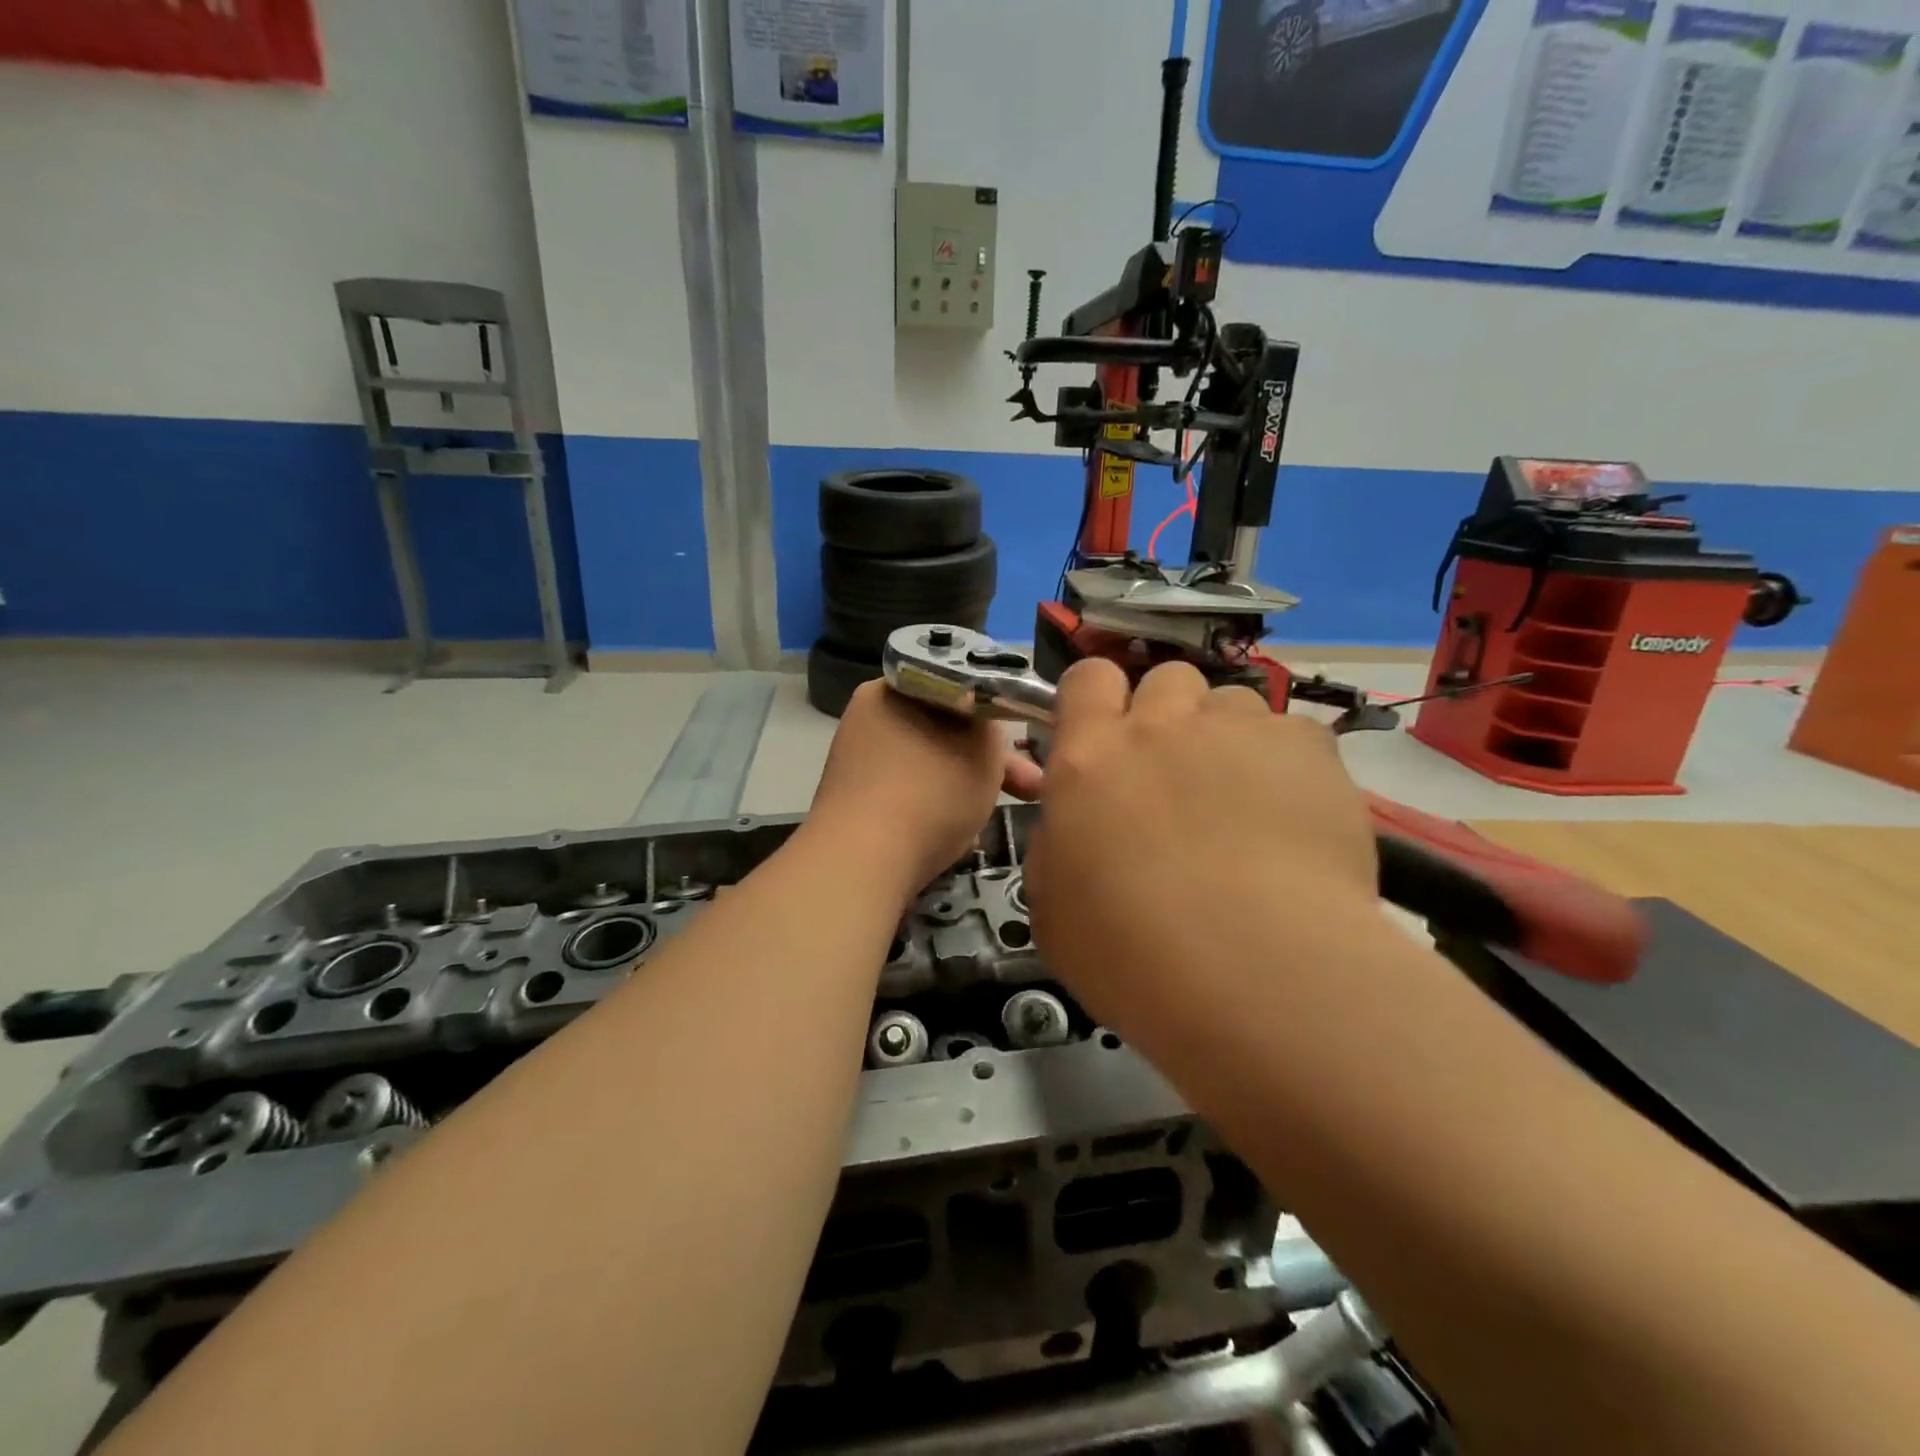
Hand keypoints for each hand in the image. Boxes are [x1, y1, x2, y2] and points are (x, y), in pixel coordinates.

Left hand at [805, 681, 1038, 897]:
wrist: (862, 863)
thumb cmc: (930, 791)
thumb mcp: (984, 746)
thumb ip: (991, 722)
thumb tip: (983, 723)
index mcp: (891, 689)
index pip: (956, 689)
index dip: (996, 716)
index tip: (1026, 746)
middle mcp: (867, 717)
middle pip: (944, 731)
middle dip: (987, 761)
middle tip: (1030, 790)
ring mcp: (854, 762)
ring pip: (929, 765)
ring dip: (963, 786)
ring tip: (991, 817)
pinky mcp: (851, 803)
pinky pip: (906, 795)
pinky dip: (933, 809)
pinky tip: (956, 836)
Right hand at [1025, 659, 1377, 996]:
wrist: (1256, 972)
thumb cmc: (1133, 954)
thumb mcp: (1054, 911)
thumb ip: (1056, 849)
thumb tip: (1071, 830)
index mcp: (1089, 758)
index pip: (1087, 678)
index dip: (1097, 699)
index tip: (1106, 736)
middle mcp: (1161, 726)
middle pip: (1165, 679)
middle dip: (1169, 715)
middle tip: (1178, 777)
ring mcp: (1238, 730)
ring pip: (1230, 702)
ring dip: (1228, 738)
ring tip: (1246, 804)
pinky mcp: (1308, 749)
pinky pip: (1291, 734)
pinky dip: (1288, 766)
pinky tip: (1295, 821)